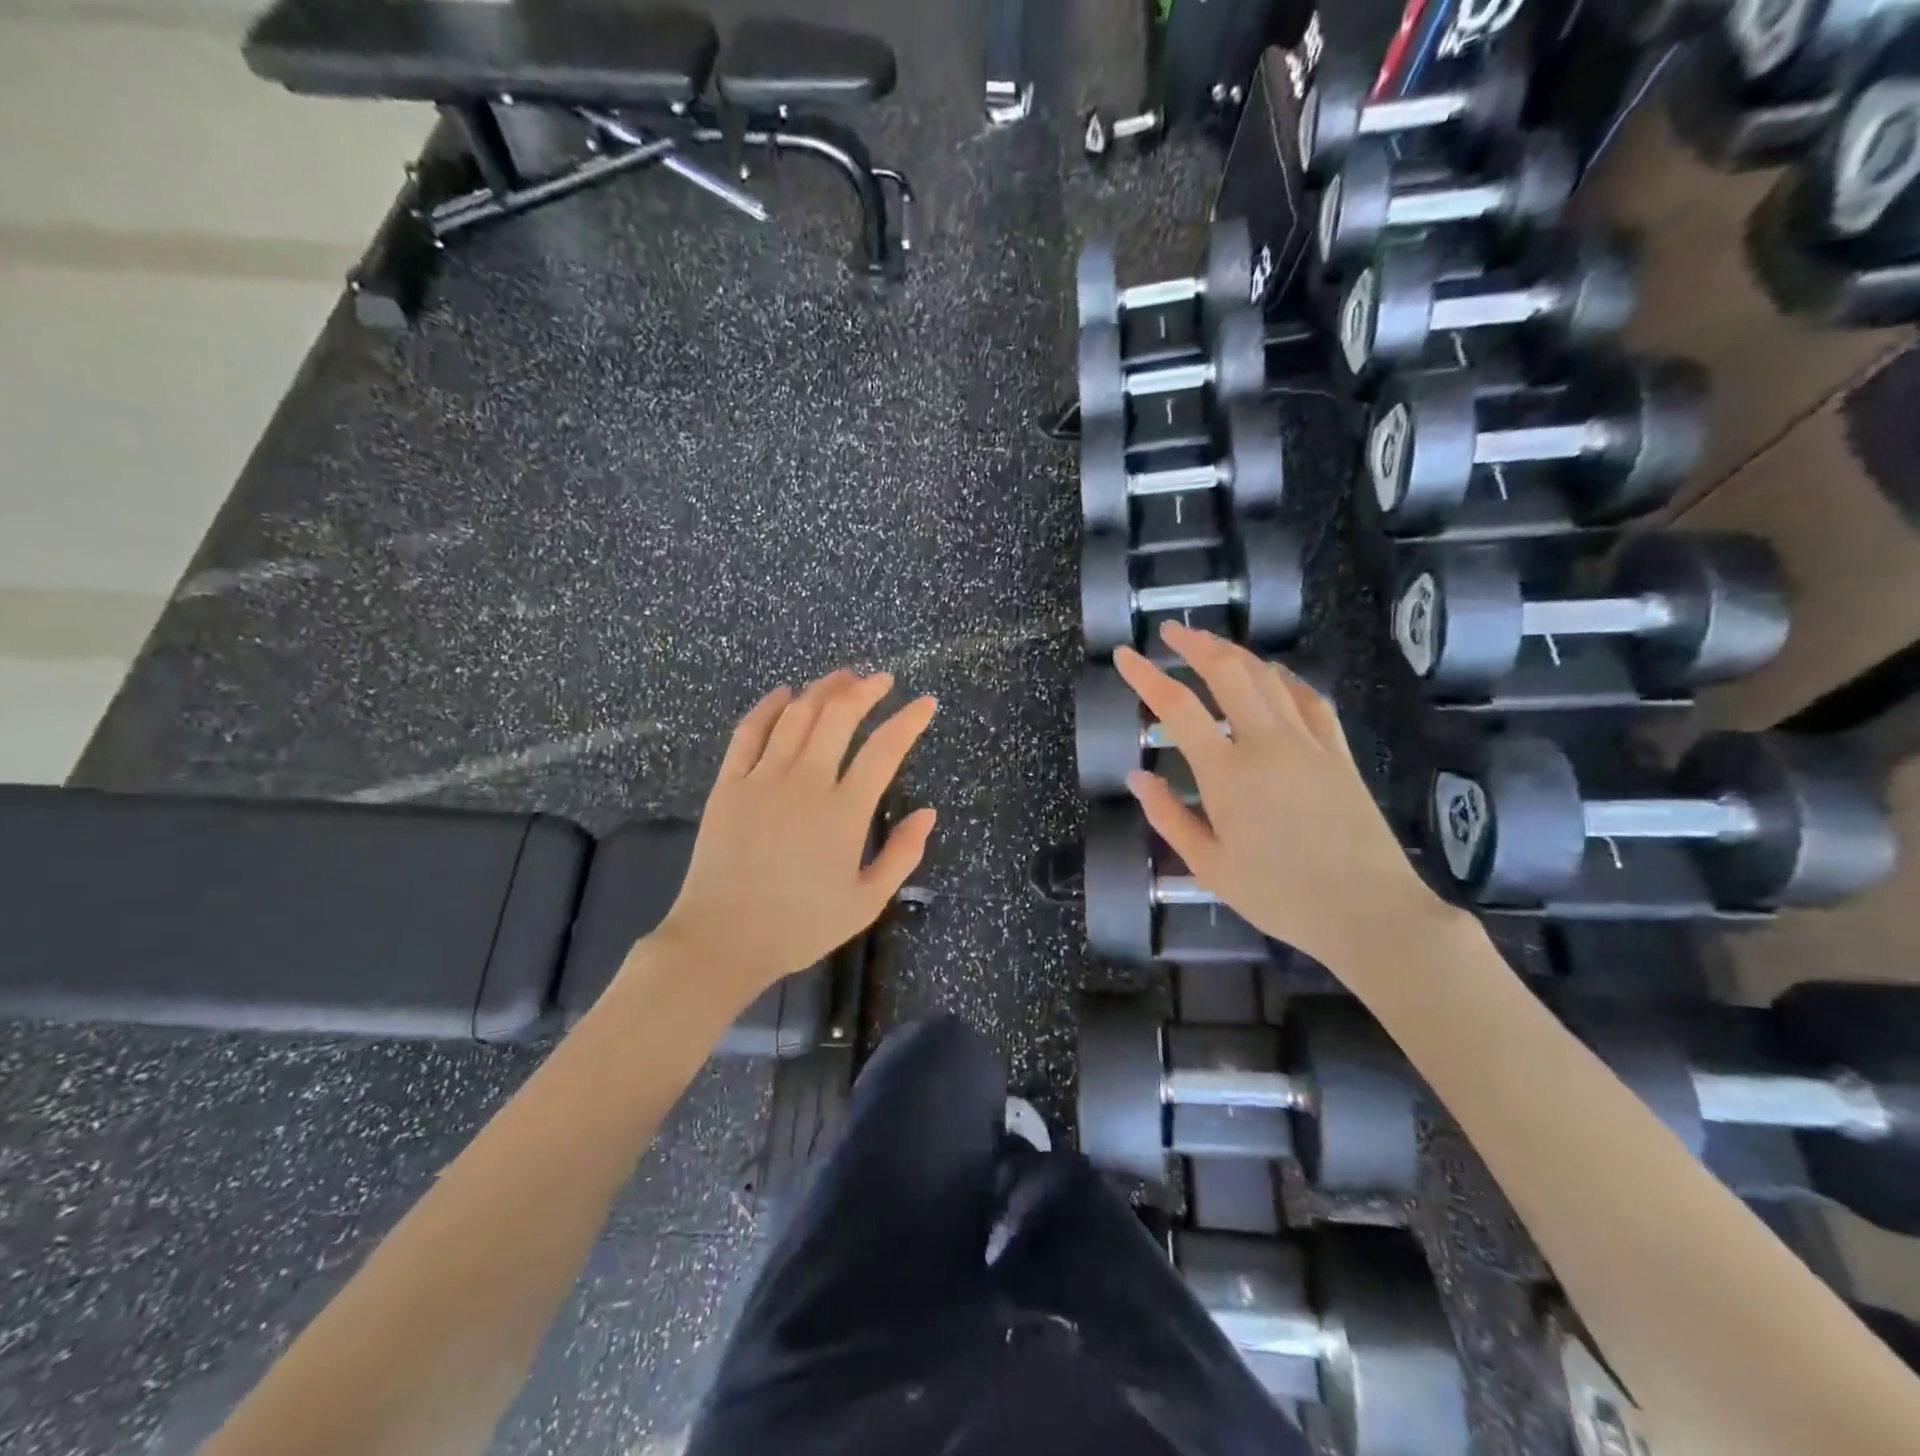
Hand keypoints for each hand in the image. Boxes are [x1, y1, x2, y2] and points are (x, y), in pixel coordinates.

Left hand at [648, 670, 937, 999]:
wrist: (723, 940)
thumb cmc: (800, 926)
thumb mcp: (866, 902)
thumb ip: (902, 855)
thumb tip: (928, 813)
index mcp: (844, 813)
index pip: (884, 750)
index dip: (909, 721)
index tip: (925, 703)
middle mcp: (805, 783)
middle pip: (839, 717)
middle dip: (865, 690)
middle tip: (881, 680)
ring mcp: (762, 779)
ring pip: (796, 716)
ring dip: (822, 690)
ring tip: (841, 678)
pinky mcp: (729, 784)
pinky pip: (748, 732)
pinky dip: (768, 707)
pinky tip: (783, 694)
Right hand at [1114, 622, 1448, 975]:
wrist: (1369, 911)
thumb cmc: (1280, 896)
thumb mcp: (1209, 866)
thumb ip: (1169, 817)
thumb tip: (1137, 776)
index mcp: (1227, 773)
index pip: (1177, 707)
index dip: (1145, 676)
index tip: (1124, 655)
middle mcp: (1266, 743)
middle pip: (1228, 673)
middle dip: (1196, 644)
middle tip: (1171, 632)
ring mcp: (1308, 743)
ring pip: (1269, 678)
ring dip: (1236, 653)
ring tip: (1213, 646)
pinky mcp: (1339, 752)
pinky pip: (1310, 699)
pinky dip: (1286, 679)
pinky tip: (1275, 675)